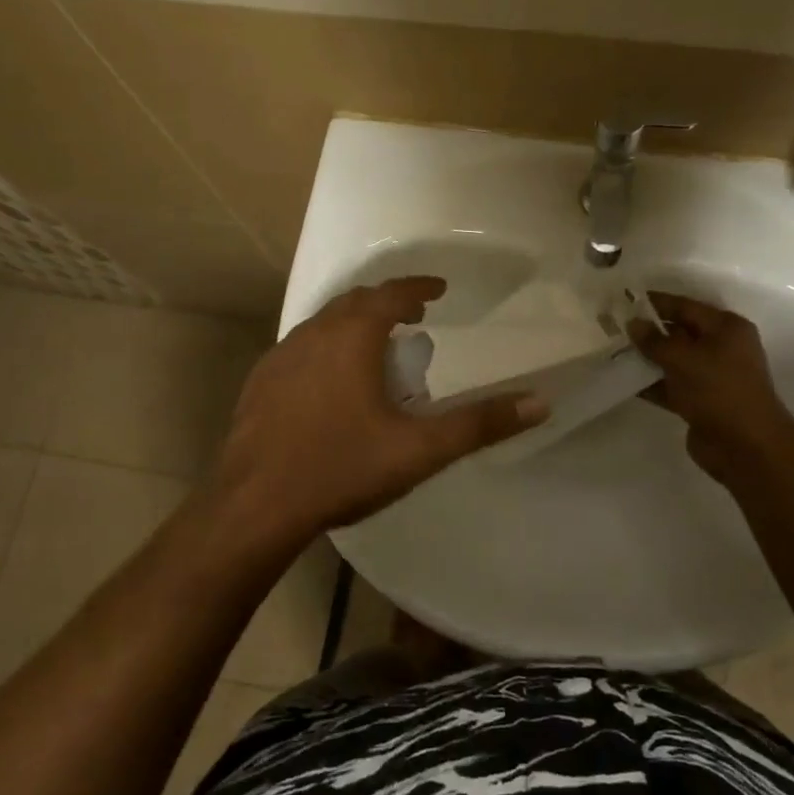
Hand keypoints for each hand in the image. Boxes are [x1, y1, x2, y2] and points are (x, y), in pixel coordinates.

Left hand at [205, 276, 547, 546]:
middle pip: (355, 301)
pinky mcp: (260, 382)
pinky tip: (330, 381)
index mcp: (352, 337)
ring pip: (324, 323)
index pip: (391, 293)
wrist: (254, 507)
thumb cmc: (341, 468)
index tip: (439, 290)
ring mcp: (280, 356)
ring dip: (354, 323)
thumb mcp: (419, 449)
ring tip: (376, 346)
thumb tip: (539, 402)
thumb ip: (479, 424)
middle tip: (414, 316)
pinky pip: (301, 348)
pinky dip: (326, 347)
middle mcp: (313, 333)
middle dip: (387, 302)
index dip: (418, 287)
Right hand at [630, 292, 793, 486]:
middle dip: (648, 331)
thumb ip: (655, 340)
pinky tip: (624, 381)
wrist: (746, 447)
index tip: (624, 300)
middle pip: (679, 333)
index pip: (685, 307)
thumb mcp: (683, 359)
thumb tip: (633, 323)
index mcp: (726, 328)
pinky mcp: (701, 402)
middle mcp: (721, 348)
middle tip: (613, 327)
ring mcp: (711, 377)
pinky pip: (671, 386)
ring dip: (647, 358)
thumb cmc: (719, 390)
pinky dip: (651, 383)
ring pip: (673, 361)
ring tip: (613, 352)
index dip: (655, 303)